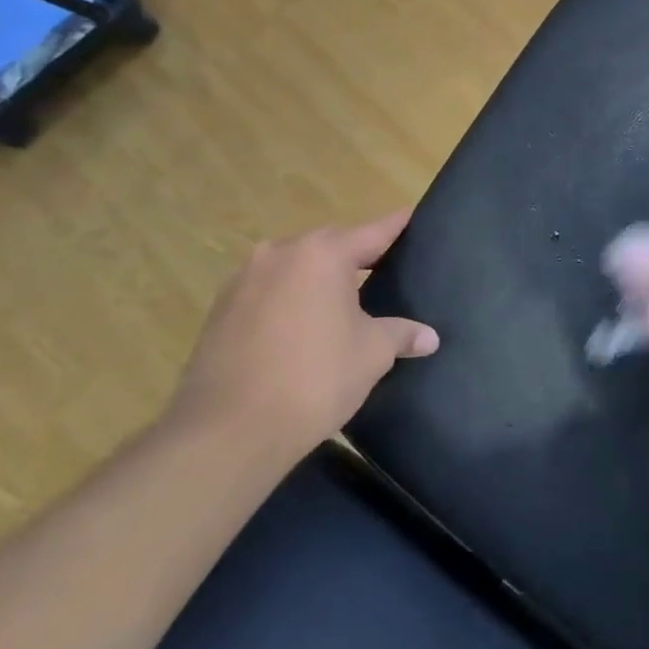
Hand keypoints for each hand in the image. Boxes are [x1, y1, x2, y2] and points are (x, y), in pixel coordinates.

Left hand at [171, 211, 437, 462]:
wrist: (226, 432)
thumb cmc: (314, 378)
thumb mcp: (372, 354)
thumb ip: (401, 334)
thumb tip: (429, 337)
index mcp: (322, 254)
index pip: (373, 232)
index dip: (397, 226)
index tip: (413, 216)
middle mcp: (279, 254)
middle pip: (329, 246)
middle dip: (355, 256)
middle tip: (384, 270)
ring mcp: (242, 281)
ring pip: (294, 268)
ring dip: (316, 280)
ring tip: (341, 304)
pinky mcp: (219, 312)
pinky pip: (267, 293)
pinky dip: (288, 302)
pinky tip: (300, 330)